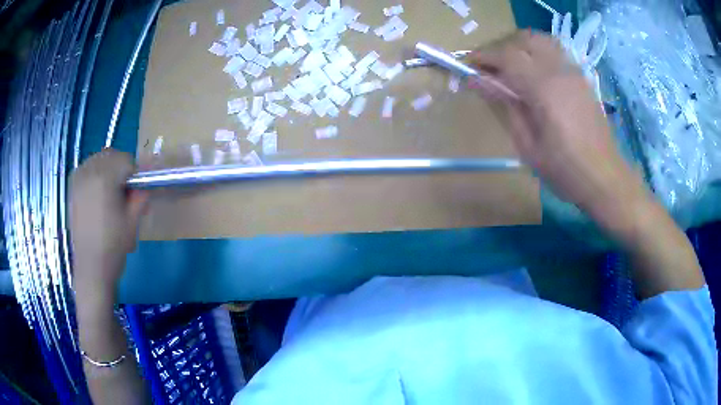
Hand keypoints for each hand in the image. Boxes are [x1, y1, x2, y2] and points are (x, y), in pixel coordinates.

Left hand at [70, 149, 148, 298]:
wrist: (91, 268)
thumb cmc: (113, 246)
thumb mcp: (133, 222)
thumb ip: (140, 196)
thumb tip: (145, 184)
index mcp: (104, 178)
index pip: (126, 160)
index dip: (134, 174)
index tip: (136, 191)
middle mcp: (88, 172)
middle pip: (110, 155)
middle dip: (120, 167)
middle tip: (124, 191)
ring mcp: (78, 179)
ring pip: (97, 159)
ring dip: (107, 169)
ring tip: (110, 192)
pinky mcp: (72, 188)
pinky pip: (86, 168)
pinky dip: (95, 173)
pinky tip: (97, 193)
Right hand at [469, 31, 649, 227]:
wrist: (605, 178)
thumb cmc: (565, 171)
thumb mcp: (528, 146)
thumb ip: (505, 106)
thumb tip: (479, 81)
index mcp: (543, 89)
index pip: (507, 56)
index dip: (483, 56)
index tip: (468, 65)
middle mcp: (559, 71)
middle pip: (523, 40)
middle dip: (501, 48)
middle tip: (489, 68)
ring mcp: (573, 71)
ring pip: (540, 39)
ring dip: (520, 46)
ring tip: (511, 66)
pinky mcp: (582, 78)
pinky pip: (555, 51)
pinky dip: (537, 52)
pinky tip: (534, 71)